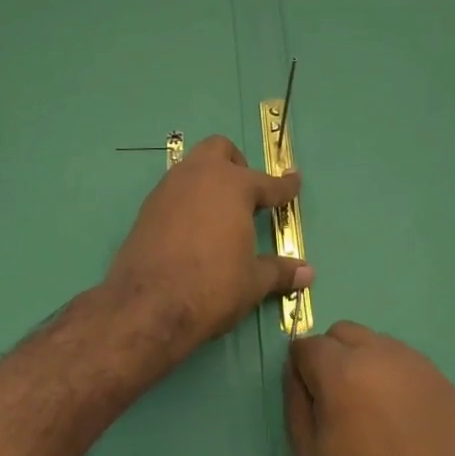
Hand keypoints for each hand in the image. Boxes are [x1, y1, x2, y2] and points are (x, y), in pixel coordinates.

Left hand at [103, 135, 310, 360]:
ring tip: (219, 212)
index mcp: (234, 186)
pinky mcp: (147, 207)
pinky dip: (187, 200)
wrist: (146, 305)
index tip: (294, 180)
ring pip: (193, 166)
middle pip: (220, 150)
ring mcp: (169, 188)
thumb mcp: (252, 282)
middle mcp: (201, 176)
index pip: (267, 182)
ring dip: (208, 180)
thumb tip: (308, 273)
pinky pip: (174, 190)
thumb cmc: (211, 287)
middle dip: (236, 164)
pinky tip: (192, 228)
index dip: (284, 186)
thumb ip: (279, 271)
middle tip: (246, 194)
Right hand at [285, 321, 454, 455]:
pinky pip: (403, 362)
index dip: (301, 371)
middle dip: (330, 359)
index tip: (308, 403)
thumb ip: (296, 406)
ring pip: (374, 343)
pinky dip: (391, 377)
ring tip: (370, 417)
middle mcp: (380, 354)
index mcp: (343, 373)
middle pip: (342, 334)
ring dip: (362, 364)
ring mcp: (416, 365)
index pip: (307, 345)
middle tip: (336, 408)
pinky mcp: (442, 381)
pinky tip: (398, 422)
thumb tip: (296, 372)